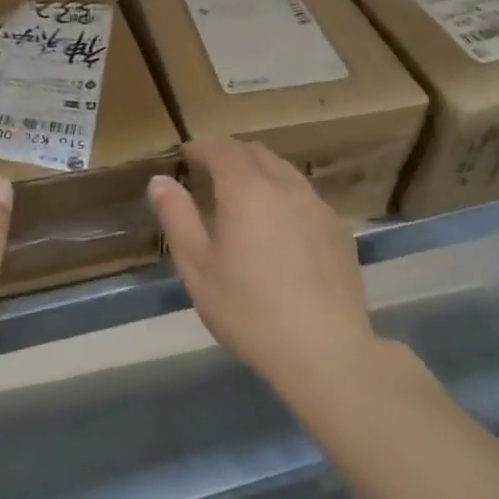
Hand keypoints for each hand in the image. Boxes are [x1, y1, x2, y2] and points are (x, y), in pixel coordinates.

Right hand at [148, 138, 379, 408]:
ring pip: (283, 170)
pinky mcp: (338, 229)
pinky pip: (304, 195)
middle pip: (255, 153)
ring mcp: (317, 206)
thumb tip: (160, 181)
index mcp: (247, 190)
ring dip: (258, 171)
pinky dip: (282, 194)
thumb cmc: (249, 310)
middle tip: (209, 173)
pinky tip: (277, 226)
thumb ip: (177, 217)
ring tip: (242, 196)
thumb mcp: (197, 267)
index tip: (185, 155)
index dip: (201, 147)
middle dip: (229, 154)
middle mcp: (285, 186)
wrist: (326, 351)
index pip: (221, 149)